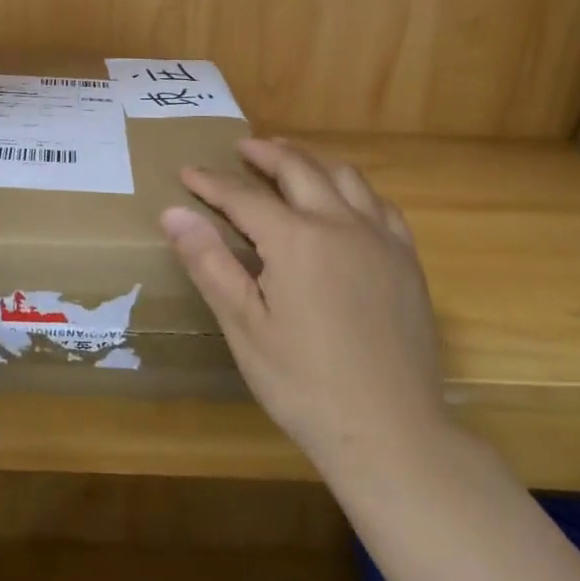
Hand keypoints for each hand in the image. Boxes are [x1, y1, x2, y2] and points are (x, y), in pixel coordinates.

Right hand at [161, 138, 449, 479]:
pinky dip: (352, 188)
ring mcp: (381, 240)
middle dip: (265, 154)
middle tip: (242, 147)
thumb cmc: (304, 384)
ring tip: (288, 157)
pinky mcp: (407, 260)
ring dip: (310, 160)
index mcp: (296, 240)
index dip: (211, 183)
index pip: (243, 197)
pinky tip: (344, 198)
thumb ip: (209, 263)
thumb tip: (173, 213)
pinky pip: (379, 204)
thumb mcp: (244, 327)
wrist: (393, 433)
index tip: (187, 172)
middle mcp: (341, 224)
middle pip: (298, 170)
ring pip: (344, 177)